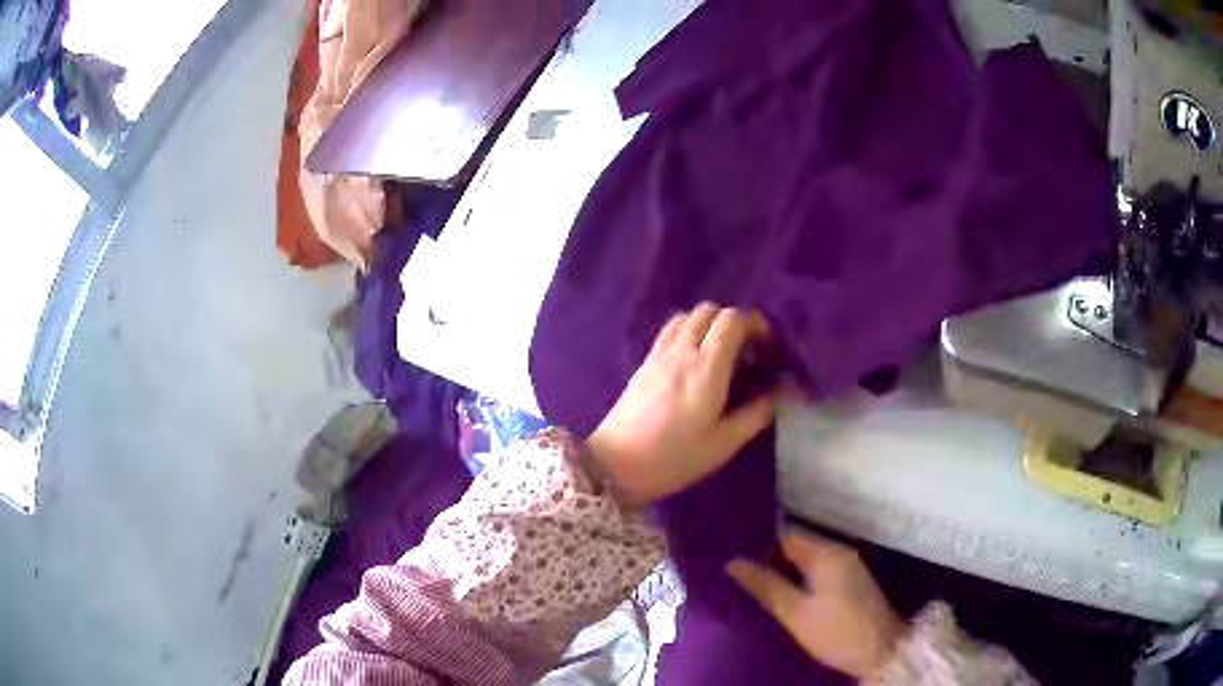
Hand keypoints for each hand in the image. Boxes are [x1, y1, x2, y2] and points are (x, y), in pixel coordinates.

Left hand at [587, 303, 775, 506]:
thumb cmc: (674, 458)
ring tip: (719, 354)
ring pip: (687, 316)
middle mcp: (682, 350)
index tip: (766, 348)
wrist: (615, 465)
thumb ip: (755, 414)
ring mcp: (658, 354)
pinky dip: (687, 332)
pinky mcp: (643, 363)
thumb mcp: (723, 444)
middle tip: (745, 351)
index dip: (754, 325)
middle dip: (733, 322)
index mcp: (706, 367)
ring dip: (708, 324)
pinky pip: (669, 331)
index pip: (732, 319)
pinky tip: (693, 361)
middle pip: (709, 310)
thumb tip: (779, 393)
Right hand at [727, 532, 903, 678]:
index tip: (732, 551)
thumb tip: (734, 562)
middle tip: (736, 569)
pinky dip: (800, 577)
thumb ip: (766, 585)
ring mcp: (848, 567)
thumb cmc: (836, 631)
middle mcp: (840, 552)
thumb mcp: (795, 612)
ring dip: (784, 568)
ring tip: (752, 580)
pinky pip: (819, 571)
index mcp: (826, 553)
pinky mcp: (851, 582)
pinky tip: (782, 591)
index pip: (786, 535)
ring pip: (808, 560)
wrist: (881, 650)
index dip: (759, 542)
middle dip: (770, 557)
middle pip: (798, 546)